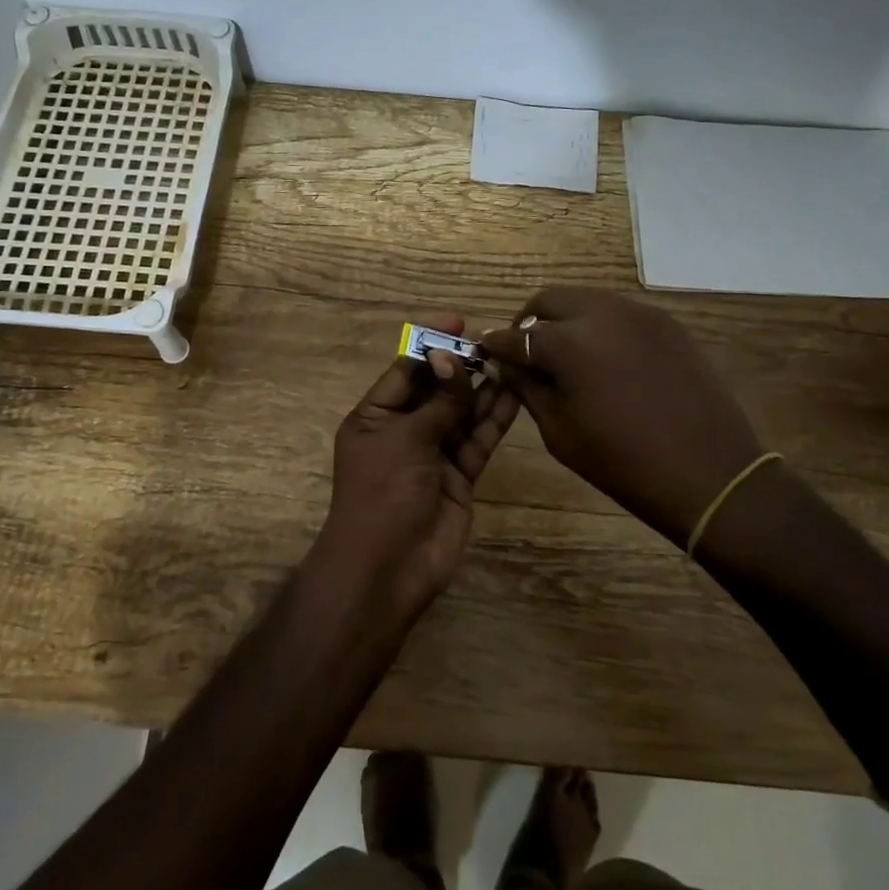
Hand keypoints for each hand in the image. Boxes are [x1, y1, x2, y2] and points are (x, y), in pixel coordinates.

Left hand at [305, 313, 519, 625]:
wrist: (388, 569)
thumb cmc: (383, 493)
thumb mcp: (406, 438)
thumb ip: (439, 401)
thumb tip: (454, 358)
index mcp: (375, 416)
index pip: (405, 369)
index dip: (431, 343)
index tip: (458, 320)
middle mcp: (404, 430)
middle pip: (436, 389)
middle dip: (461, 366)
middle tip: (494, 343)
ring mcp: (433, 454)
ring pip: (461, 413)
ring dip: (482, 389)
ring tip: (509, 362)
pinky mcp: (460, 476)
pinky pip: (477, 439)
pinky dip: (493, 419)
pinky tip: (513, 395)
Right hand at [481, 287, 765, 545]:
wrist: (709, 474)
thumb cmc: (624, 463)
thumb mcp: (560, 431)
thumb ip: (528, 388)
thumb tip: (508, 364)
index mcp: (569, 342)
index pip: (517, 334)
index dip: (497, 344)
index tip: (487, 352)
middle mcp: (602, 313)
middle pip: (549, 300)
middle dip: (529, 321)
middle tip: (525, 351)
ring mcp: (639, 313)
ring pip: (585, 300)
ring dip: (564, 319)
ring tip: (564, 353)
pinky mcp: (666, 323)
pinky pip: (619, 312)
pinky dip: (599, 325)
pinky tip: (603, 357)